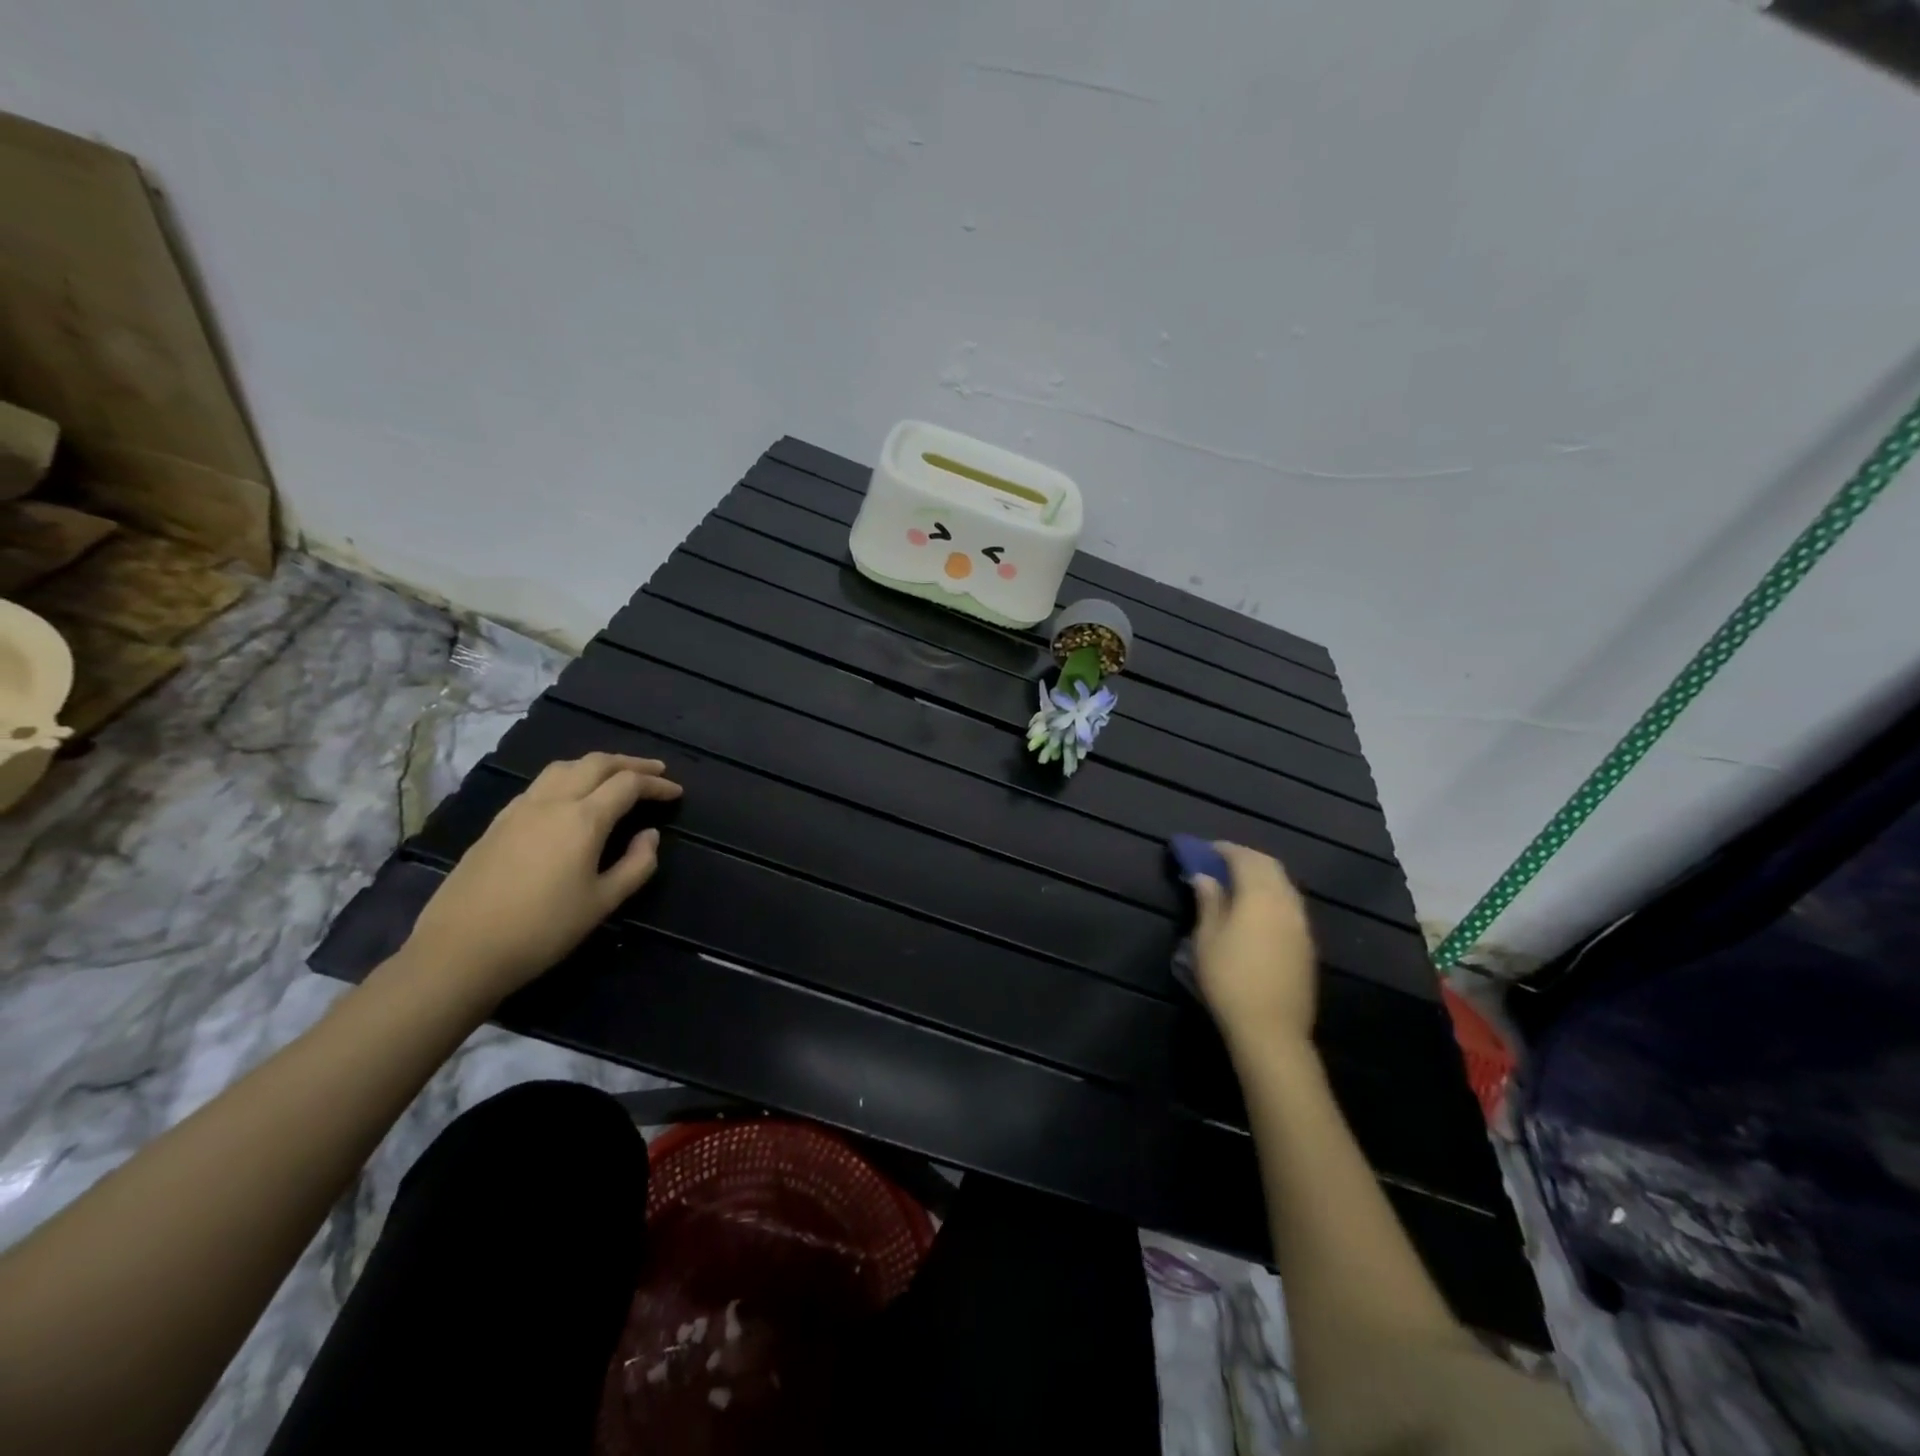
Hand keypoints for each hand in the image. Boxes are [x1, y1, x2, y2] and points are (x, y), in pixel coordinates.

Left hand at [404, 753, 682, 1003]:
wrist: (460, 951)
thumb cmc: (542, 929)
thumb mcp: (603, 903)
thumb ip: (636, 865)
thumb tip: (650, 836)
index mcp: (583, 819)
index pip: (628, 784)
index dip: (656, 784)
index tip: (676, 793)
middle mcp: (552, 802)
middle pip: (596, 763)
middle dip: (630, 763)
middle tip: (655, 771)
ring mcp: (519, 809)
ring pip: (564, 767)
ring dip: (596, 765)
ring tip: (615, 776)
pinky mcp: (497, 823)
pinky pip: (540, 785)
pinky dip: (568, 779)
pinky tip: (570, 799)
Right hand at [1192, 843, 1317, 1051]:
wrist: (1271, 1030)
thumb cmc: (1229, 979)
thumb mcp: (1207, 938)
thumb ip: (1208, 902)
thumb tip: (1205, 876)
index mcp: (1260, 896)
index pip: (1245, 858)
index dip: (1225, 849)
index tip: (1206, 849)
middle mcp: (1287, 903)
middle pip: (1270, 867)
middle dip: (1246, 858)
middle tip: (1221, 862)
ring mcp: (1302, 924)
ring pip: (1284, 886)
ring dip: (1262, 877)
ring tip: (1237, 884)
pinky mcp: (1307, 945)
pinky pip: (1290, 905)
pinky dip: (1272, 896)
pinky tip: (1256, 911)